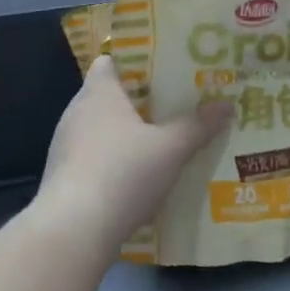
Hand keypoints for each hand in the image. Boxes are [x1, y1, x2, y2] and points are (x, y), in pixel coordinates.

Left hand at [29, 57, 232, 256]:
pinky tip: (137, 180)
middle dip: (139, 102)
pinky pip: (93, 158)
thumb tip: (226, 104)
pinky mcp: (63, 176)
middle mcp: (77, 111)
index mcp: (99, 92)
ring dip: (126, 136)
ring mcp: (66, 145)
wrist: (73, 229)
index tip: (163, 71)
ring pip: (101, 130)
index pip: (110, 61)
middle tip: (174, 107)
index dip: (135, 62)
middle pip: (109, 96)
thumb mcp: (170, 149)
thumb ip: (197, 126)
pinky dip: (113, 163)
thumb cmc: (122, 173)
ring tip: (161, 143)